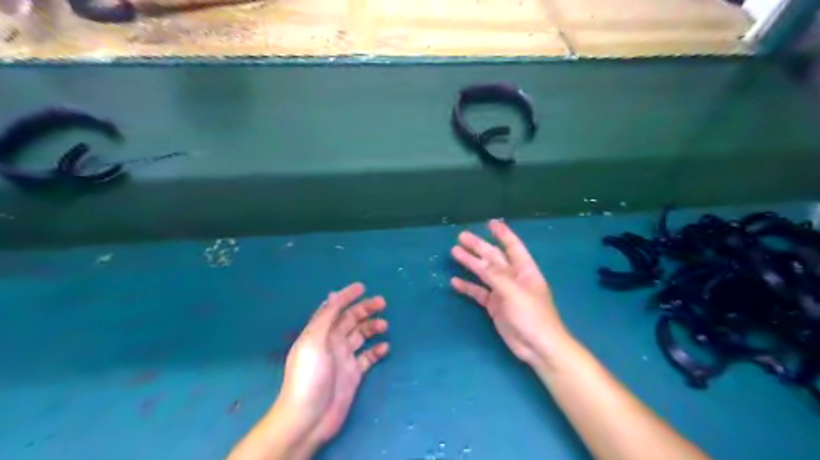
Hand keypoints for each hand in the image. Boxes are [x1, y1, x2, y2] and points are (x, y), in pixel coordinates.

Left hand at [278, 281, 388, 446]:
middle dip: (365, 309)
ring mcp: (343, 358)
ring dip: (372, 327)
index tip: (362, 287)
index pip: (333, 308)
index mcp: (319, 332)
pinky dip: (376, 350)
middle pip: (350, 320)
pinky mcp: (353, 374)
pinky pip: (368, 357)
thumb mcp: (314, 340)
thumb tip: (334, 294)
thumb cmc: (310, 375)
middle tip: (382, 302)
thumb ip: (325, 317)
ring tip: (384, 325)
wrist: (309, 416)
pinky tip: (385, 348)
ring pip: (361, 335)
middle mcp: (331, 342)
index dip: (346, 296)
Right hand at [448, 219, 572, 365]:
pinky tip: (455, 282)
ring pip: (484, 273)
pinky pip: (479, 293)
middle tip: (461, 236)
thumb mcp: (514, 291)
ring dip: (470, 263)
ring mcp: (503, 292)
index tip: (491, 223)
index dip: (503, 234)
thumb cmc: (532, 315)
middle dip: (479, 246)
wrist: (537, 346)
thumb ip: (496, 275)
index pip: (513, 246)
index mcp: (524, 270)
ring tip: (454, 252)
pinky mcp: (495, 306)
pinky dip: (468, 287)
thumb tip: (480, 260)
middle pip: (494, 257)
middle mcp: (513, 277)